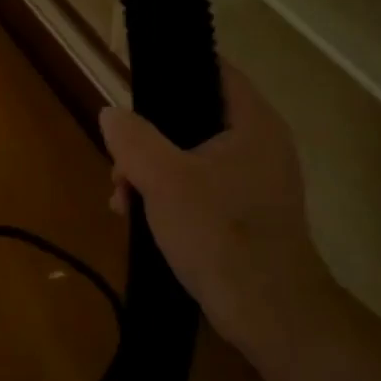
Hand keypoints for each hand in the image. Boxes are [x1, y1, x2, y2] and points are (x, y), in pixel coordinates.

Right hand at [98, 63, 326, 344]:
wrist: (268, 313)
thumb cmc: (220, 233)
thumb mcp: (163, 179)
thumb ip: (133, 139)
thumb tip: (111, 114)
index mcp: (252, 122)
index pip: (214, 70)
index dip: (174, 68)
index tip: (135, 82)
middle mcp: (259, 143)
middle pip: (192, 117)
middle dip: (147, 139)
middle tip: (119, 166)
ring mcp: (254, 180)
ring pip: (189, 155)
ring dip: (150, 172)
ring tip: (122, 201)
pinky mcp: (246, 212)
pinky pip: (198, 186)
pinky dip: (168, 195)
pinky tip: (139, 218)